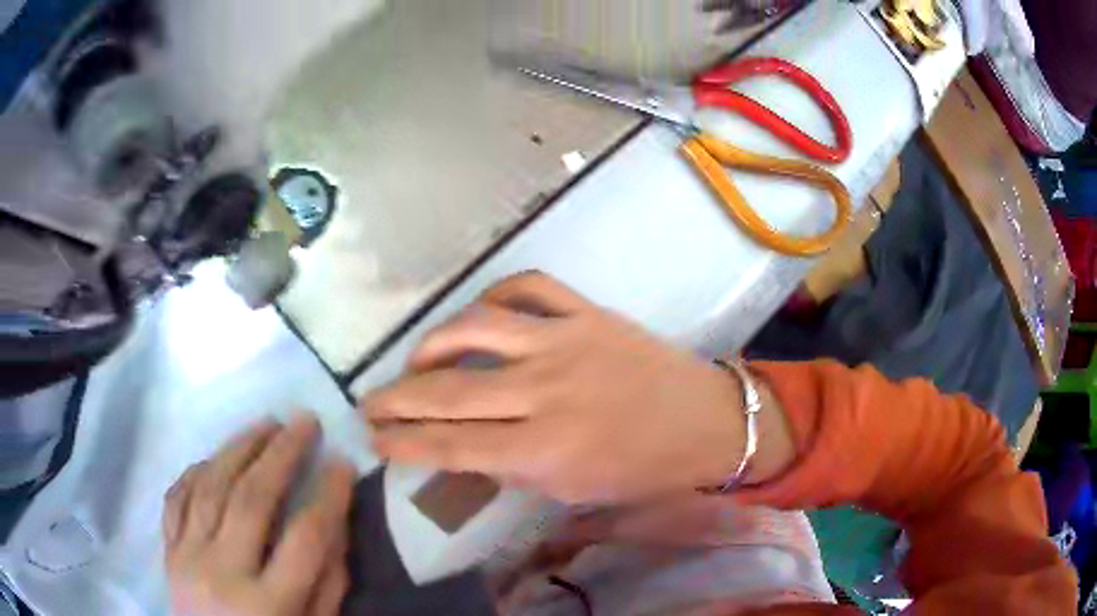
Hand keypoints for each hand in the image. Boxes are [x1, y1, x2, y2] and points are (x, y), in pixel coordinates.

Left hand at [163, 416, 356, 615]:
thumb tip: (335, 525)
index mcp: (269, 604)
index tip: (343, 462)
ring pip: (210, 487)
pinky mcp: (168, 551)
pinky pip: (177, 498)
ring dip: (239, 448)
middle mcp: (223, 572)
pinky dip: (196, 472)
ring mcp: (188, 557)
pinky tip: (215, 457)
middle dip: (281, 454)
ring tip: (265, 423)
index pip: (305, 538)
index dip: (329, 495)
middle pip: (251, 500)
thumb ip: (327, 586)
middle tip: (304, 421)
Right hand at [363, 272, 762, 502]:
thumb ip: (514, 471)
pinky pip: (526, 287)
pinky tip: (479, 317)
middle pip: (447, 392)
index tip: (374, 441)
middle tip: (369, 404)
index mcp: (545, 451)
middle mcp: (545, 392)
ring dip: (431, 345)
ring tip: (415, 362)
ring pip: (473, 329)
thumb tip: (464, 450)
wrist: (708, 422)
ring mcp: (565, 342)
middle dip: (395, 400)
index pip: (451, 447)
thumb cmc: (646, 471)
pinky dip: (493, 296)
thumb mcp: (575, 491)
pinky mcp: (586, 312)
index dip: (403, 445)